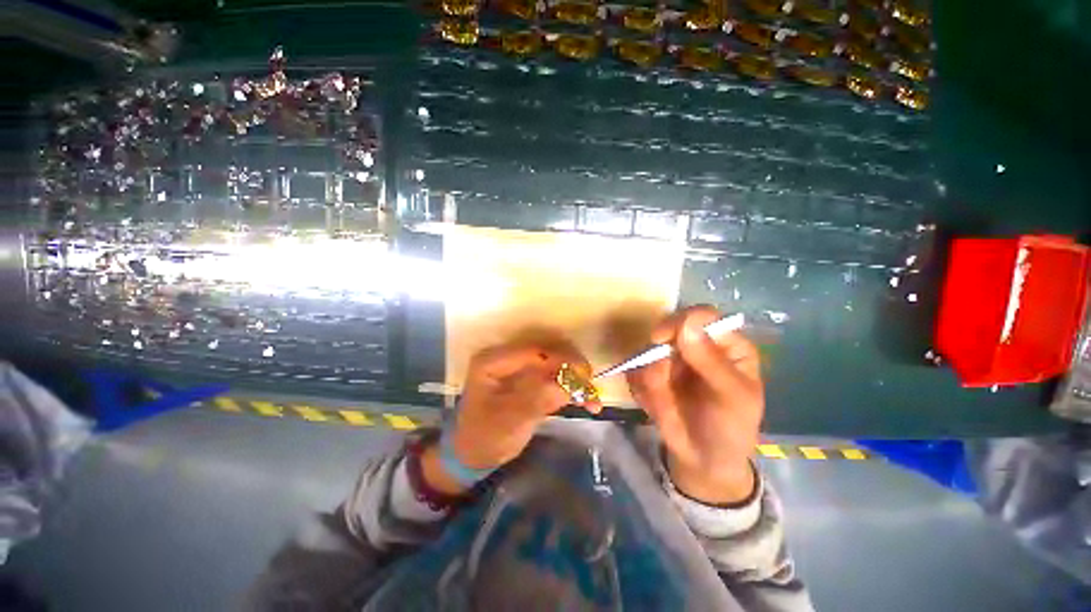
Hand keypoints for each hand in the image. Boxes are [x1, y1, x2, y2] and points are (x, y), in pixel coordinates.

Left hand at [422, 342, 596, 494]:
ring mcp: (520, 366)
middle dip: (572, 367)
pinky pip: (556, 376)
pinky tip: (587, 402)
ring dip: (576, 377)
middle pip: (548, 351)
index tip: (583, 376)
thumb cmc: (485, 438)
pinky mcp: (531, 378)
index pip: (533, 350)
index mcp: (493, 360)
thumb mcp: (508, 422)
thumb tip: (567, 385)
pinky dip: (572, 387)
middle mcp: (508, 357)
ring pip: (556, 362)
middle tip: (590, 387)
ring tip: (591, 399)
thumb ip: (536, 400)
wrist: (475, 454)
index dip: (560, 359)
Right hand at [627, 305, 763, 505]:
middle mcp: (695, 344)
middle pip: (666, 329)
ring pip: (646, 352)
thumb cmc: (730, 426)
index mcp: (724, 343)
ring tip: (665, 403)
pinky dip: (641, 389)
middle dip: (658, 357)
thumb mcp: (731, 397)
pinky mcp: (650, 373)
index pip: (701, 316)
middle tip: (661, 382)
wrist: (703, 459)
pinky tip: (657, 407)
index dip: (679, 321)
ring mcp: (670, 358)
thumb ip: (710, 361)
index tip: (659, 339)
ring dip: (650, 380)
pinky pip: (634, 370)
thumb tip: (688, 321)